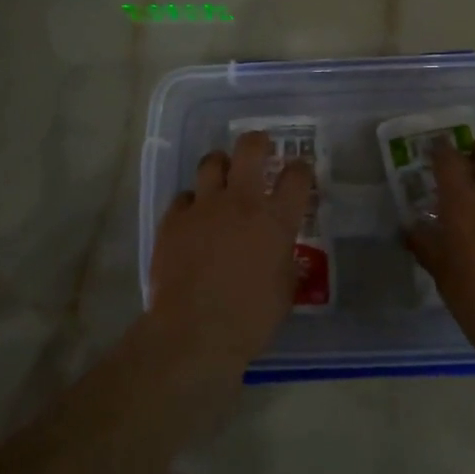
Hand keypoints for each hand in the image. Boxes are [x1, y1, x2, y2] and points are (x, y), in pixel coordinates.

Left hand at [149, 131, 313, 371]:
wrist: (194, 332)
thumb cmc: (250, 318)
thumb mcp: (285, 291)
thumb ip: (284, 261)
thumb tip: (280, 252)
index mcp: (275, 220)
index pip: (296, 177)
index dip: (301, 167)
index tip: (300, 169)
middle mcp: (241, 202)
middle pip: (250, 149)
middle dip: (257, 142)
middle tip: (260, 147)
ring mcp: (204, 207)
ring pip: (211, 162)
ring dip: (220, 165)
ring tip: (222, 174)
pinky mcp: (173, 220)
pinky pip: (183, 197)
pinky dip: (192, 203)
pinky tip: (193, 216)